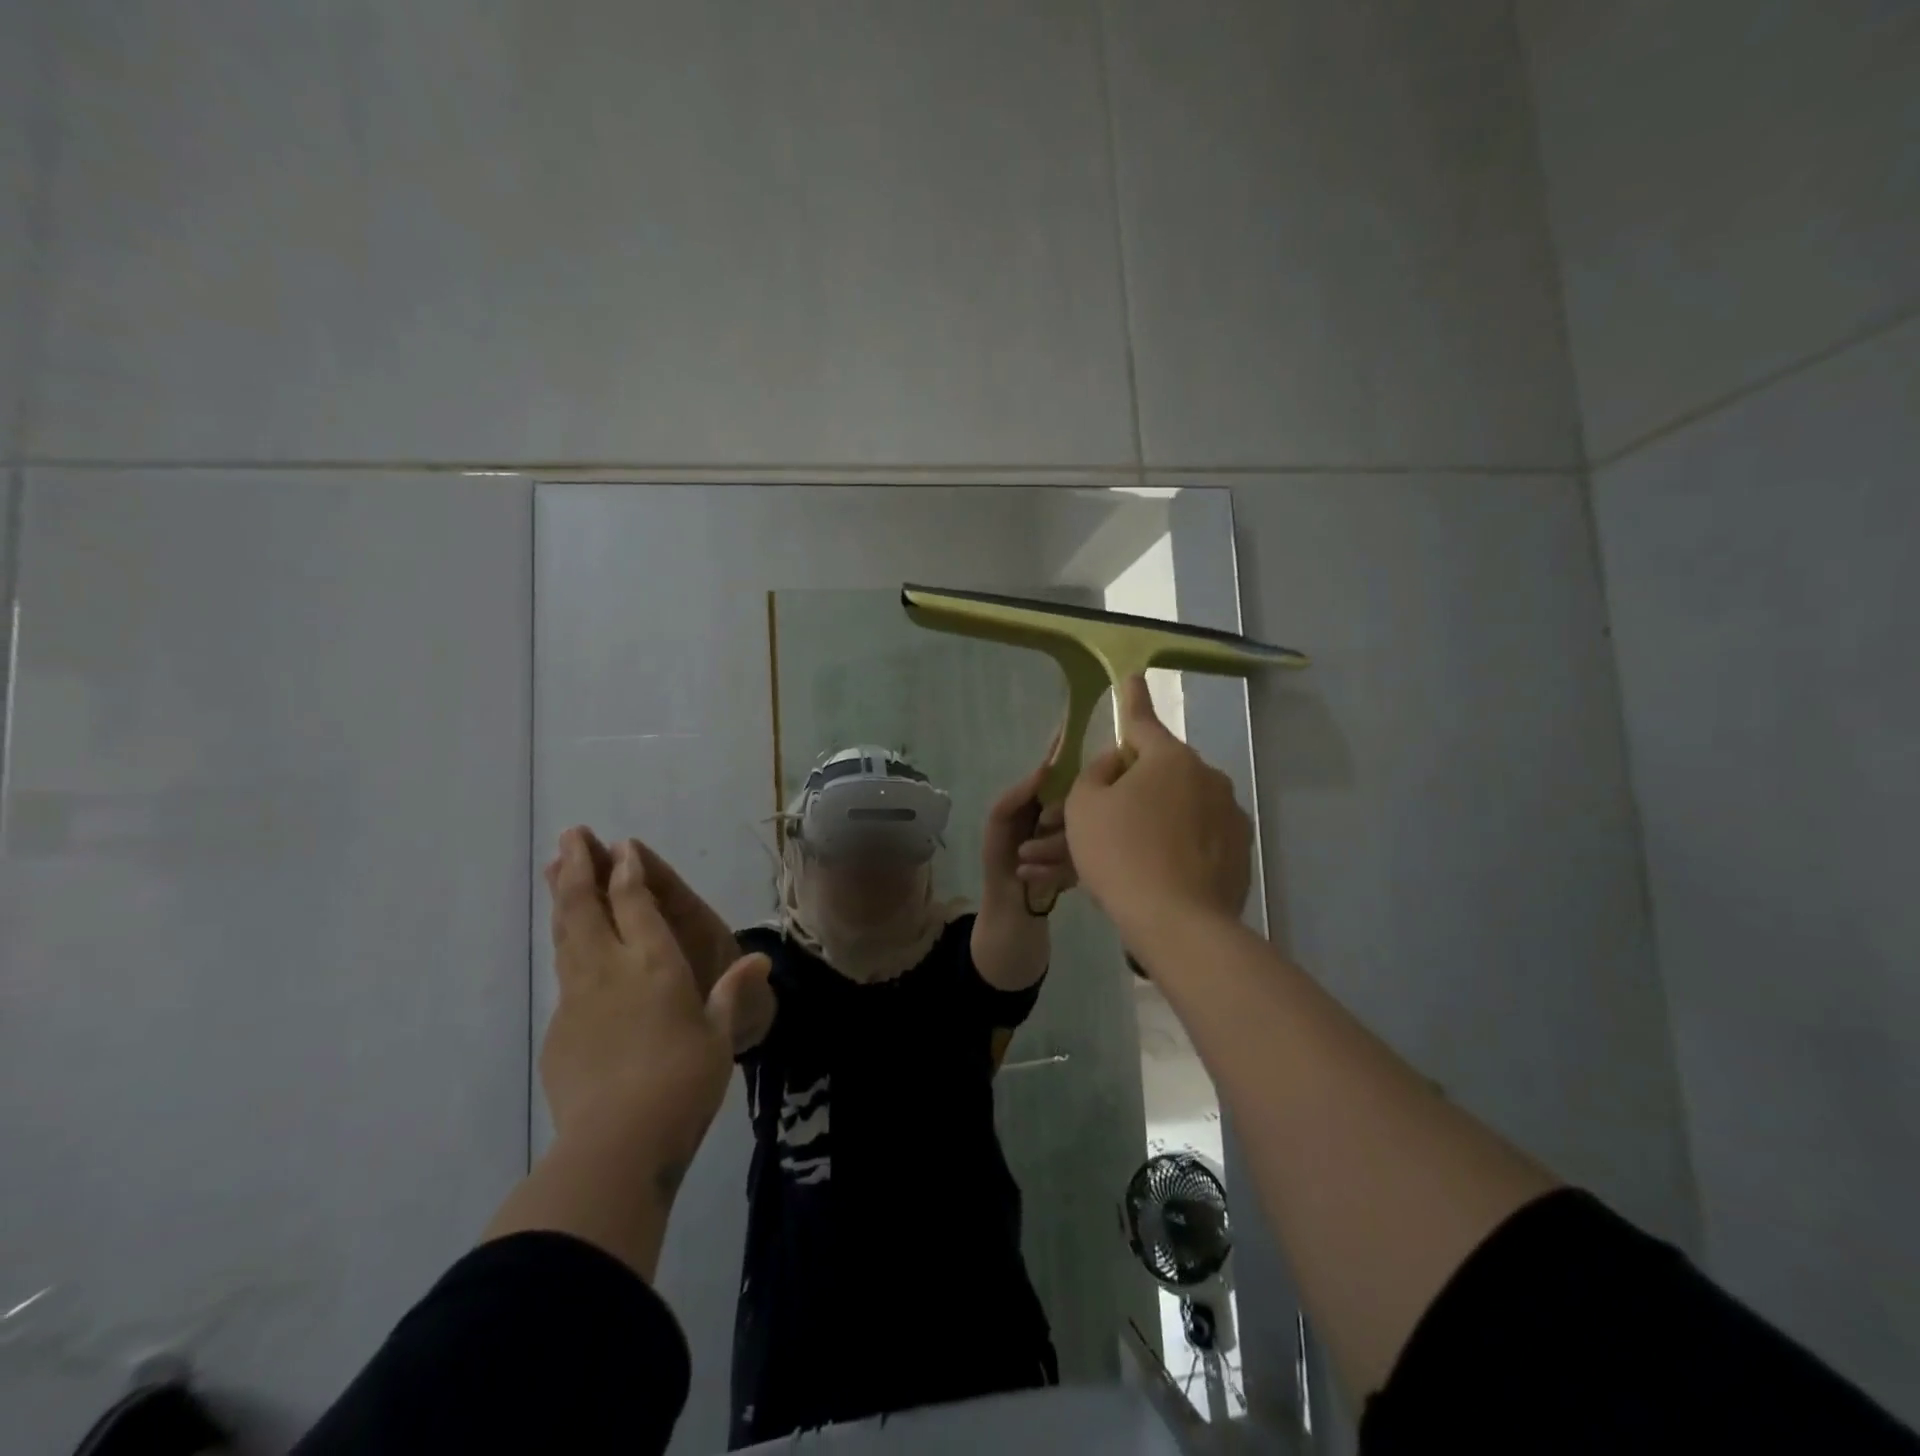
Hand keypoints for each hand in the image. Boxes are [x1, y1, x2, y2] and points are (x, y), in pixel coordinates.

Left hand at [542, 827, 771, 1164]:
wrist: (617, 1143)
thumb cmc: (684, 1081)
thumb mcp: (720, 1036)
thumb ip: (734, 994)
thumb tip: (762, 960)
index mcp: (655, 963)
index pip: (636, 903)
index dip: (629, 871)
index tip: (621, 845)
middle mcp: (611, 969)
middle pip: (589, 906)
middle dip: (581, 867)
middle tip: (572, 834)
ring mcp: (578, 998)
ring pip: (567, 934)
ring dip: (563, 897)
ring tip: (556, 868)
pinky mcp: (559, 1029)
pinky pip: (564, 975)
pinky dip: (566, 947)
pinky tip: (568, 947)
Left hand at [983, 750, 1076, 905]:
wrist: (1010, 908)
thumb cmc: (1000, 860)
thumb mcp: (999, 821)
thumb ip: (1016, 794)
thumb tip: (1046, 769)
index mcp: (1043, 800)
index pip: (1057, 771)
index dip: (1062, 752)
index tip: (1070, 730)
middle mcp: (1064, 814)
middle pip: (1076, 799)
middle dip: (1055, 817)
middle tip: (1037, 831)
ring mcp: (1078, 838)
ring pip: (1080, 829)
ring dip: (1047, 849)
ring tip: (1024, 859)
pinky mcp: (1086, 862)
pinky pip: (1082, 855)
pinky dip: (1052, 869)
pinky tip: (1031, 875)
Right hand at [1065, 675, 1251, 933]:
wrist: (1177, 922)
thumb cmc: (1120, 853)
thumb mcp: (1085, 805)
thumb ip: (1097, 772)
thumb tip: (1119, 762)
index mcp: (1169, 758)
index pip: (1143, 720)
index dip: (1132, 698)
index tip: (1132, 676)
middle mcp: (1207, 777)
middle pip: (1161, 771)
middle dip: (1133, 785)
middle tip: (1104, 816)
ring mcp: (1230, 815)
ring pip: (1181, 807)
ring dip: (1156, 818)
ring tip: (1128, 854)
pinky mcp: (1241, 851)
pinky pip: (1199, 837)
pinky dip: (1179, 845)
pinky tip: (1158, 873)